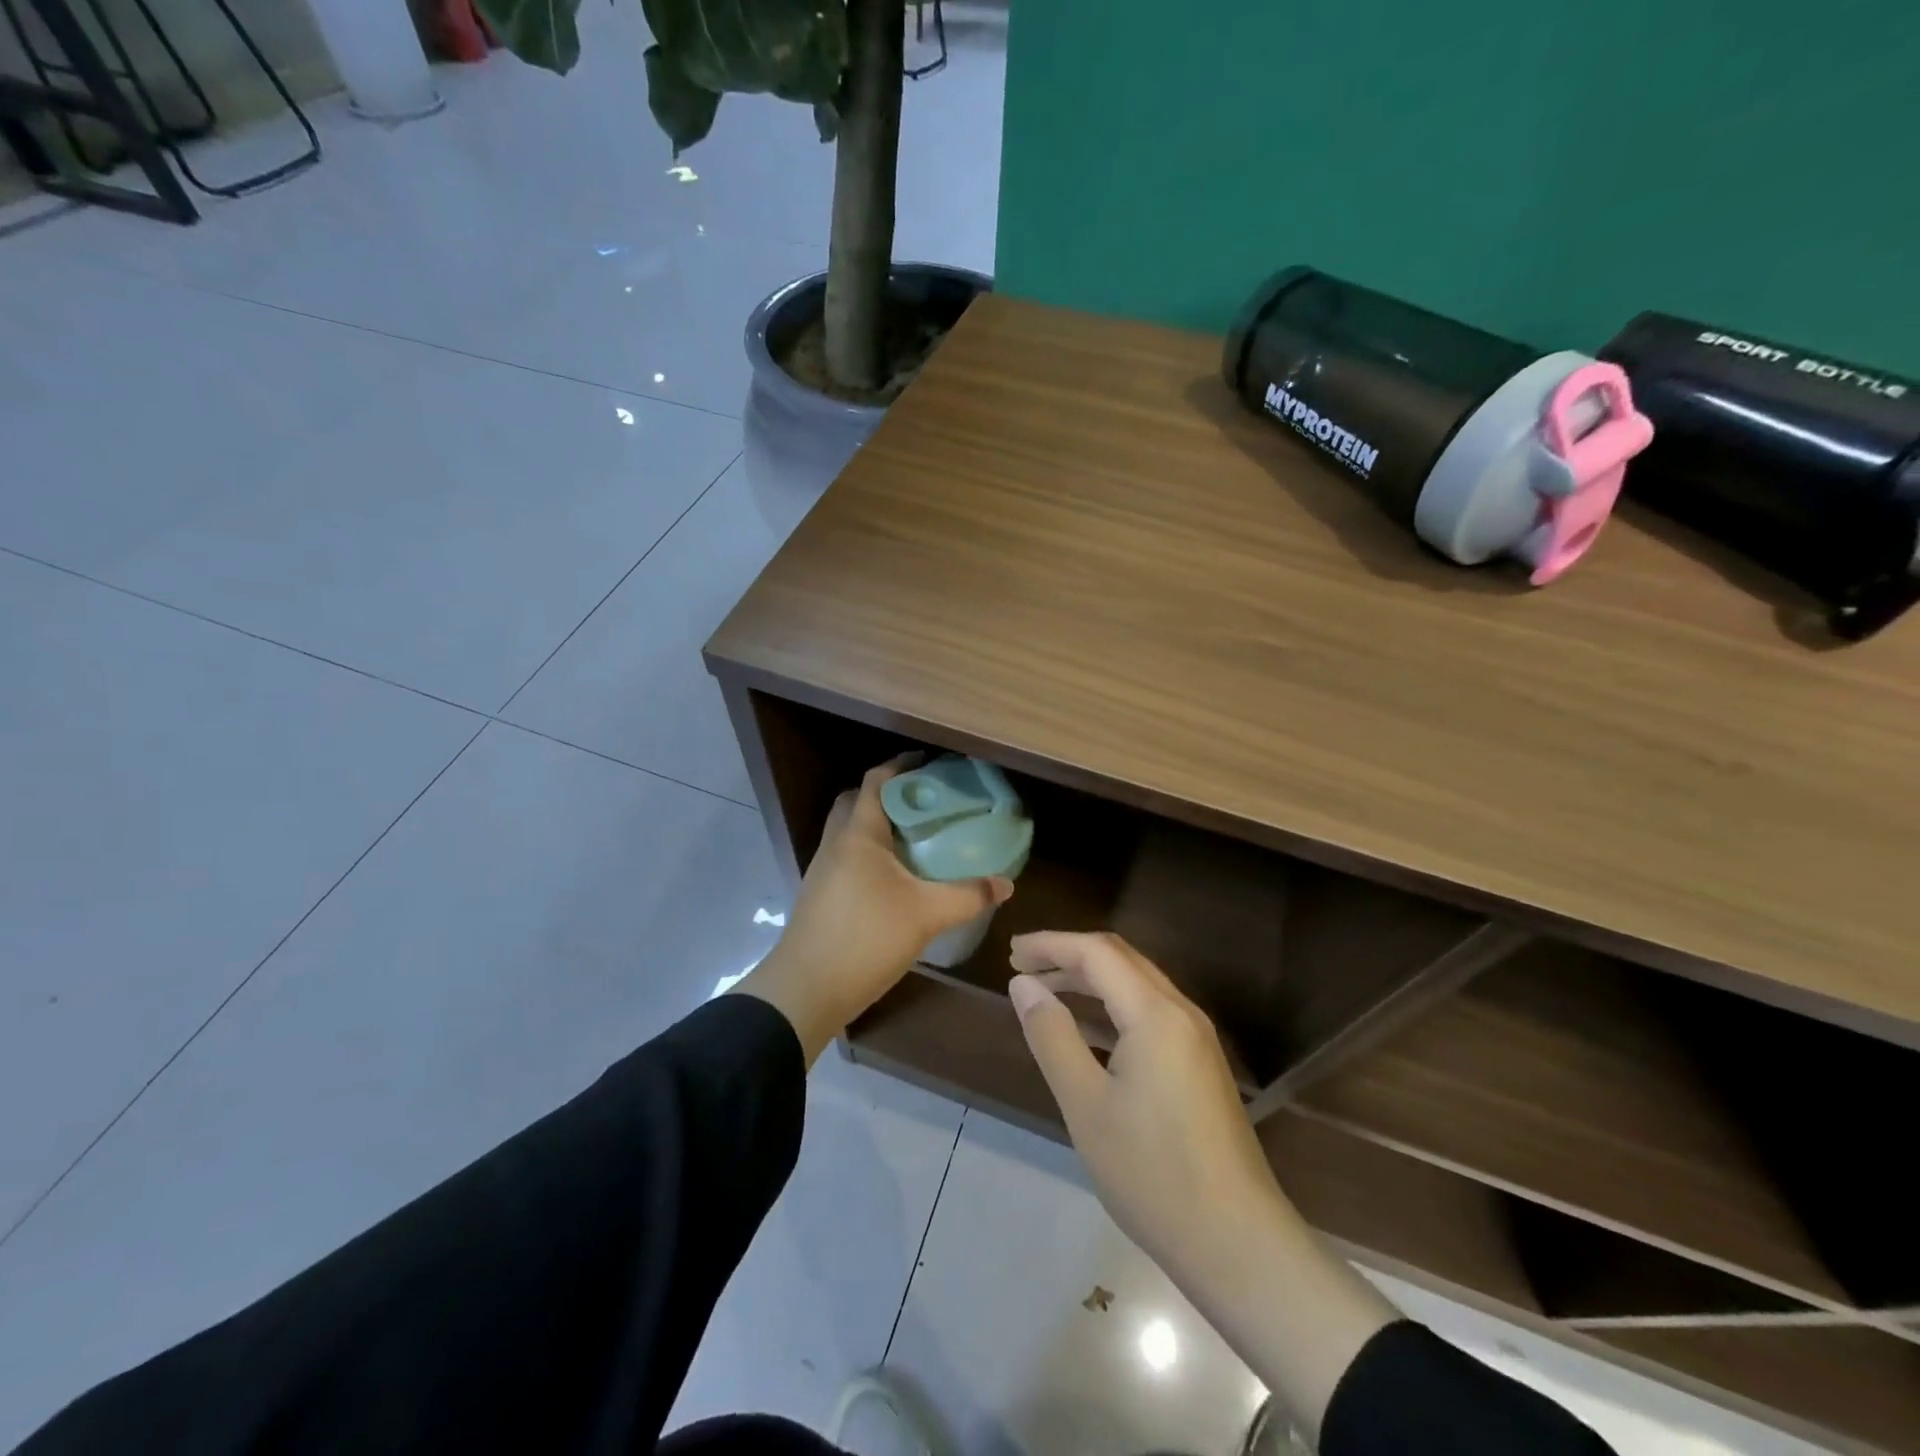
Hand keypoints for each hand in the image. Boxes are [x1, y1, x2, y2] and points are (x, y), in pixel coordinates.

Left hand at [737, 755, 1012, 1063]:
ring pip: (849, 832)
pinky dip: (869, 854)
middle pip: (857, 802)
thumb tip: (1006, 885)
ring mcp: (823, 870)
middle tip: (922, 802)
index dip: (901, 766)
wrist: (806, 989)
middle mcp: (836, 843)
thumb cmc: (866, 938)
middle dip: (887, 795)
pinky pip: (846, 857)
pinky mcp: (820, 895)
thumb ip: (968, 896)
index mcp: (858, 834)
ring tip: (914, 838)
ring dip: (877, 826)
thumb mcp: (926, 915)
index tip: (929, 764)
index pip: (876, 781)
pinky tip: (894, 878)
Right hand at [1007, 931, 1396, 1440]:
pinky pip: (1150, 1011)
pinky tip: (1087, 1029)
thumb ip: (1052, 1036)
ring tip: (1044, 991)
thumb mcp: (1086, 1105)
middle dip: (1068, 955)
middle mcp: (1182, 1012)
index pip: (1096, 952)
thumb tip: (1024, 985)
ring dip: (1090, 979)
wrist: (1238, 1244)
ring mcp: (1196, 1038)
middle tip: (1022, 967)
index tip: (1010, 953)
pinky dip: (1112, 1005)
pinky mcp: (1200, 1063)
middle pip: (1120, 959)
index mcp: (1156, 1014)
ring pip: (1137, 984)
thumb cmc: (1153, 1175)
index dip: (1050, 944)